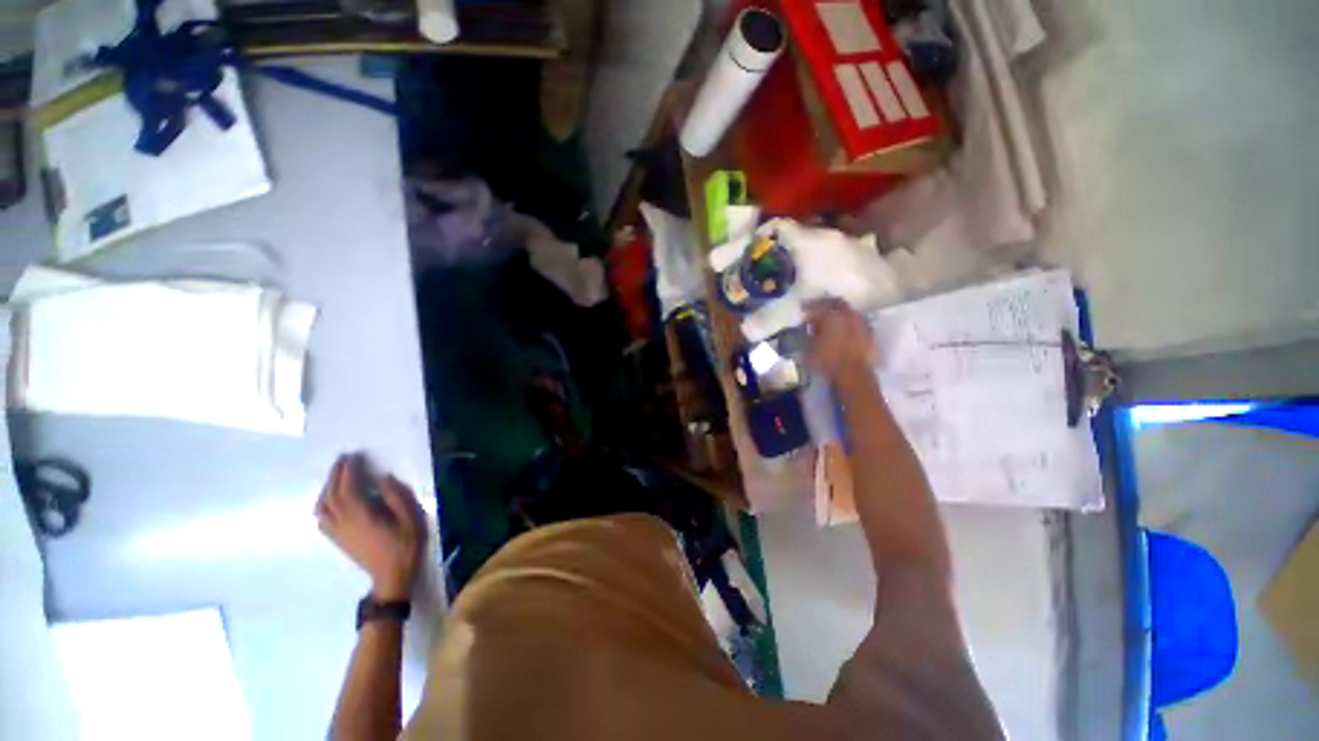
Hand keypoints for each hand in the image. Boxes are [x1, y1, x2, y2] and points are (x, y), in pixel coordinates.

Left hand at [316, 454, 422, 600]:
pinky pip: (322, 519)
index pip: (348, 489)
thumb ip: (397, 497)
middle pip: (331, 495)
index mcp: (362, 516)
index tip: (354, 455)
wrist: (392, 577)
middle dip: (335, 475)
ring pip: (322, 507)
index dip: (348, 471)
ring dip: (326, 488)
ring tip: (336, 476)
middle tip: (343, 458)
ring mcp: (338, 533)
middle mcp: (344, 523)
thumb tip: (383, 478)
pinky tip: (330, 500)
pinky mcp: (338, 540)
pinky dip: (323, 504)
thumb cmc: (405, 546)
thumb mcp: (411, 519)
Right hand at [806, 298, 875, 380]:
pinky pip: (859, 323)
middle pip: (838, 302)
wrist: (854, 375)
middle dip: (827, 304)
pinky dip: (850, 324)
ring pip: (850, 312)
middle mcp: (849, 315)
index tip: (803, 310)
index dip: (809, 307)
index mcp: (832, 316)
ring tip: (832, 321)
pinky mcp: (871, 334)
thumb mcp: (809, 349)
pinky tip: (845, 331)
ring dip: (840, 313)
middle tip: (818, 310)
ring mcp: (862, 323)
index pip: (818, 305)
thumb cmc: (827, 361)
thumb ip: (808, 334)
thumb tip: (808, 327)